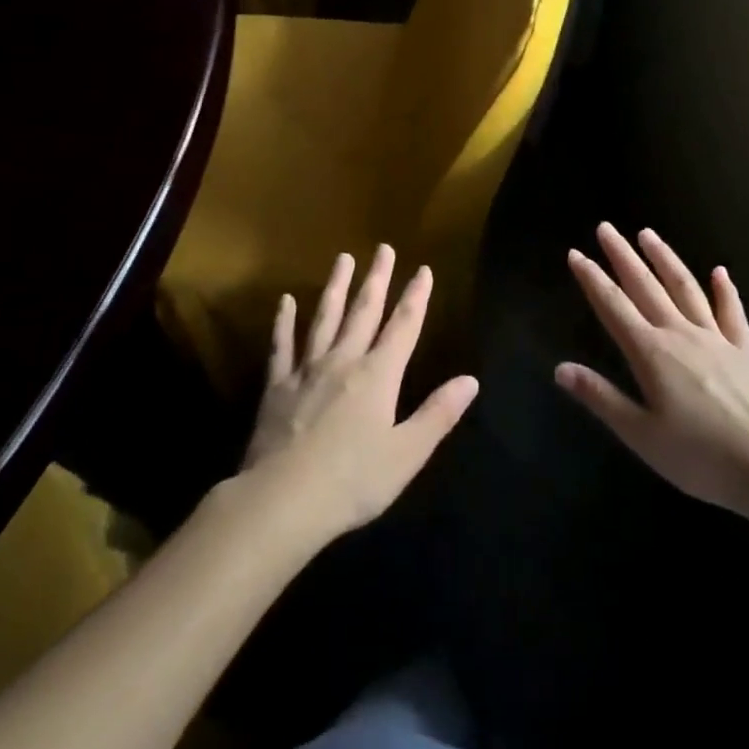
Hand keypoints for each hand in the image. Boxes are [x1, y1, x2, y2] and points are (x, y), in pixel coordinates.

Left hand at [239, 245, 478, 546]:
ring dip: (336, 287)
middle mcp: (344, 361)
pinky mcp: (277, 386)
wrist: (282, 500)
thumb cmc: (353, 481)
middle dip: (377, 279)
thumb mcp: (407, 453)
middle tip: (383, 248)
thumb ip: (438, 414)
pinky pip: (282, 346)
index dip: (415, 297)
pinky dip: (284, 322)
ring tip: (343, 258)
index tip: (423, 269)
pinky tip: (285, 301)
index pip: (403, 326)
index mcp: (378, 376)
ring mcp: (307, 370)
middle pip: (364, 312)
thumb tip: (471, 380)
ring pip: (325, 318)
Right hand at [558, 224, 748, 516]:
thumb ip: (601, 398)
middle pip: (645, 286)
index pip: (613, 306)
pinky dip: (724, 290)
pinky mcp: (745, 352)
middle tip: (606, 228)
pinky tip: (719, 272)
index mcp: (651, 353)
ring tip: (648, 234)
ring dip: (664, 259)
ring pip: (684, 288)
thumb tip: (560, 368)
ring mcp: (716, 339)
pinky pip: (732, 313)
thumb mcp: (641, 434)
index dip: (592, 279)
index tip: (575, 253)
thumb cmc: (700, 457)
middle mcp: (680, 334)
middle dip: (622, 256)